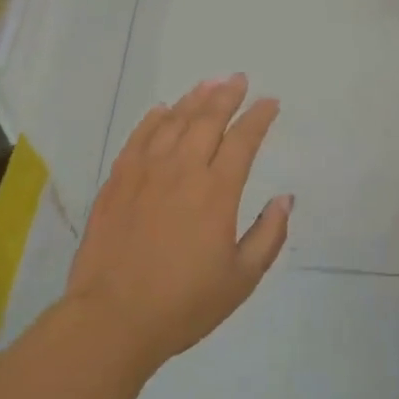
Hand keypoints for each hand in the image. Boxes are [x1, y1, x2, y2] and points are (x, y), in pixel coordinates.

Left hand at [67, 75, 291, 370]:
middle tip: (239, 79)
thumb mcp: (241, 279)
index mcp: (217, 192)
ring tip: (208, 83)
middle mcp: (182, 170)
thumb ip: (268, 235)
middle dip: (227, 95)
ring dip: (194, 99)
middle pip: (208, 120)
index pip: (243, 140)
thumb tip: (285, 199)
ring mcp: (145, 171)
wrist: (112, 318)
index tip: (269, 102)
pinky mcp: (117, 180)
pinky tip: (161, 110)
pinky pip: (138, 137)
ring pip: (173, 121)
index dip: (258, 117)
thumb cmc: (184, 304)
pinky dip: (153, 119)